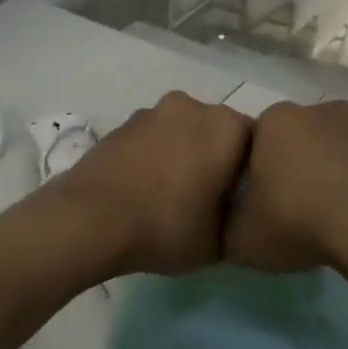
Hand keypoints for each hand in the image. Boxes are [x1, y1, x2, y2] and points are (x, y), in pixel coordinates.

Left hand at [47, 92, 251, 275]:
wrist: (89, 221)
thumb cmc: (167, 227)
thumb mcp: (221, 242)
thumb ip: (240, 220)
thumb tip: (238, 213)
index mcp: (226, 126)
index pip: (258, 144)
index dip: (252, 173)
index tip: (242, 199)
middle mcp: (192, 107)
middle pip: (217, 132)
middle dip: (217, 158)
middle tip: (211, 198)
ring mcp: (151, 112)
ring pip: (182, 133)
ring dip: (183, 155)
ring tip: (173, 196)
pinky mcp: (121, 125)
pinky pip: (151, 140)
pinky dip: (154, 158)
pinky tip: (146, 190)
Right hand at [224, 100, 347, 273]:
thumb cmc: (300, 224)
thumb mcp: (241, 238)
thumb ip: (228, 224)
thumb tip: (231, 222)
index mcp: (278, 122)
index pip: (261, 141)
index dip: (265, 173)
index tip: (270, 204)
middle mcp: (325, 109)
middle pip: (309, 137)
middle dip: (307, 164)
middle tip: (308, 208)